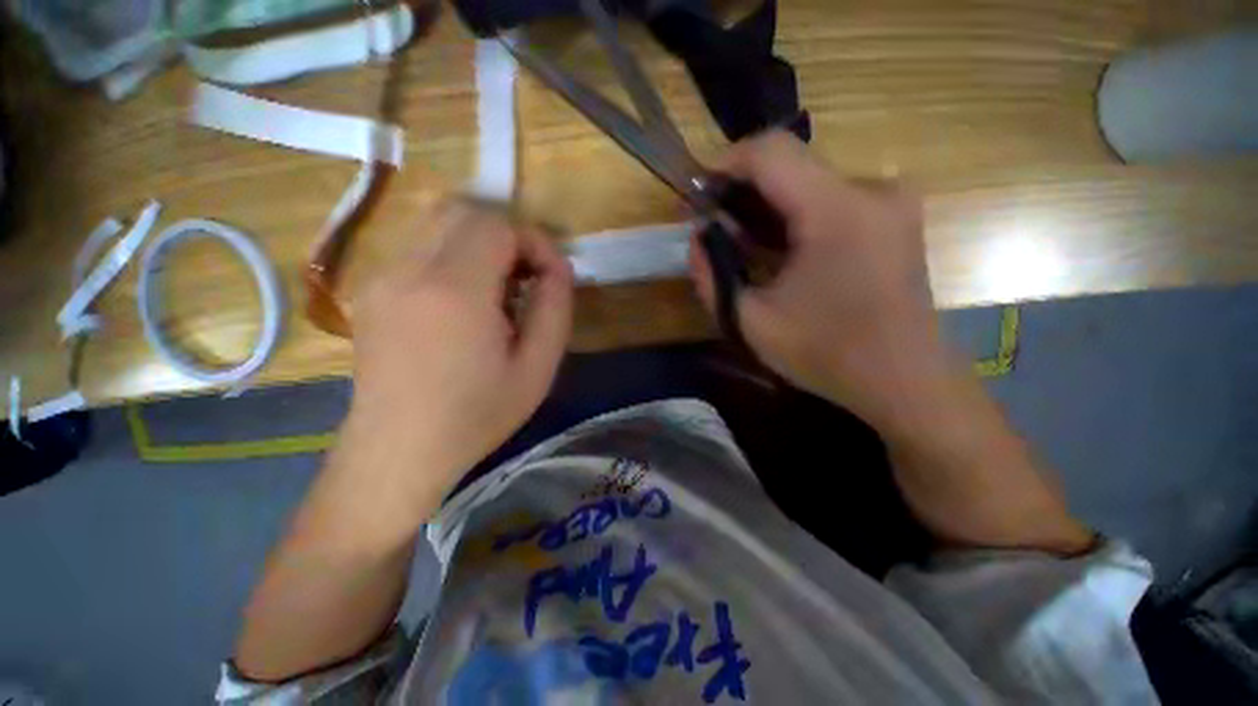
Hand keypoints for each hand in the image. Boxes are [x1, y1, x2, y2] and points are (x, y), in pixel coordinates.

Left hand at [340, 200, 573, 516]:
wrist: (399, 450)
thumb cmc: (476, 415)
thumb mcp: (537, 368)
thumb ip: (554, 307)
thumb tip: (557, 268)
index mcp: (454, 290)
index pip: (498, 226)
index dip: (534, 242)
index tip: (549, 276)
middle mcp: (409, 270)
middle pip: (464, 211)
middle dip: (507, 235)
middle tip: (525, 278)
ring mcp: (381, 277)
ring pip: (438, 223)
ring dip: (479, 244)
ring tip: (497, 290)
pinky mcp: (370, 289)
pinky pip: (419, 248)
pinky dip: (452, 257)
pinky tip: (463, 302)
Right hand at [691, 131, 946, 430]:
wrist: (904, 381)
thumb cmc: (827, 354)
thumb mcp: (751, 322)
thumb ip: (712, 276)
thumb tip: (698, 238)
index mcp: (837, 211)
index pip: (771, 152)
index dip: (725, 164)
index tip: (699, 195)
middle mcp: (871, 190)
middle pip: (790, 165)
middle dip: (743, 191)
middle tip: (715, 227)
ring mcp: (890, 201)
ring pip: (809, 182)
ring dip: (768, 206)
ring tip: (742, 243)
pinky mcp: (894, 217)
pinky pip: (831, 198)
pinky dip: (795, 216)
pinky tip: (778, 249)